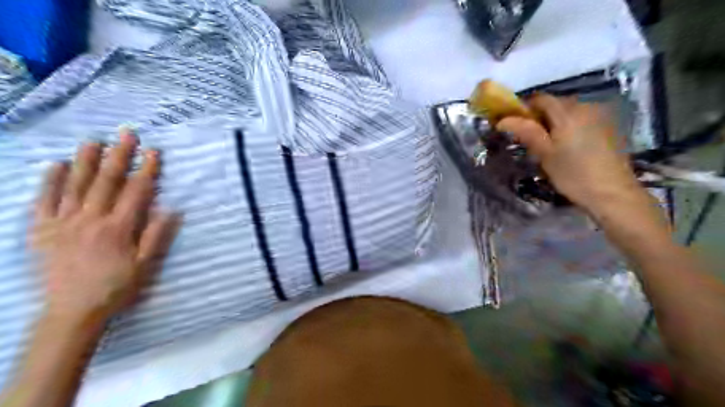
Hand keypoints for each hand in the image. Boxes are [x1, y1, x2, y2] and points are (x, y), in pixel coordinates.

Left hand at [30, 132, 178, 325]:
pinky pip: (43, 201)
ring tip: (93, 140)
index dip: (147, 170)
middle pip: (106, 181)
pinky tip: (55, 165)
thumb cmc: (115, 288)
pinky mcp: (41, 230)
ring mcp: (63, 223)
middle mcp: (90, 219)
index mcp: (118, 228)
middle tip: (127, 134)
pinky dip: (49, 181)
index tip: (154, 151)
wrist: (71, 312)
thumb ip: (157, 235)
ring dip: (85, 160)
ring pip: (75, 185)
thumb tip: (171, 209)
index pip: (135, 192)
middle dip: (119, 155)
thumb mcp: (145, 265)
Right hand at [497, 95, 641, 211]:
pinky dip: (571, 127)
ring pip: (569, 112)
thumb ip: (526, 132)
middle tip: (532, 141)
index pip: (540, 99)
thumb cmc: (573, 174)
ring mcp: (600, 115)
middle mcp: (586, 106)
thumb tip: (502, 120)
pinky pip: (582, 119)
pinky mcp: (609, 126)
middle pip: (556, 104)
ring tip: (551, 146)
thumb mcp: (544, 154)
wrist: (613, 193)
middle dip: (540, 117)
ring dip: (556, 123)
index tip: (516, 127)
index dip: (525, 109)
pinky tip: (570, 148)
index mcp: (568, 112)